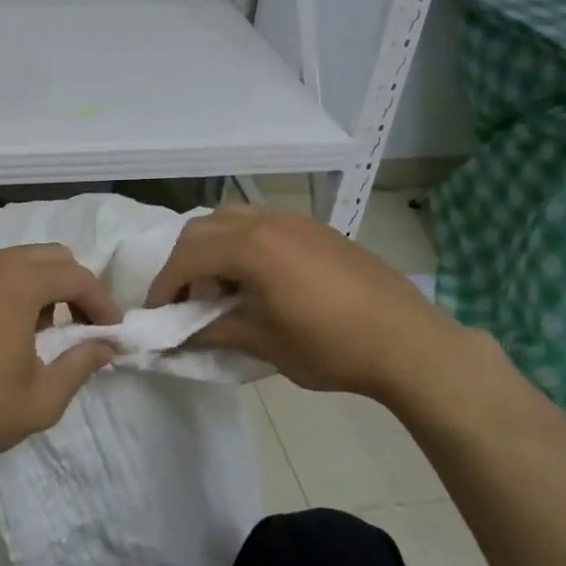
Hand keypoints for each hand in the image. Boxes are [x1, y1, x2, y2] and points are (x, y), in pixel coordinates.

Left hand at [0, 244, 121, 472]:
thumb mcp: (40, 400)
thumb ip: (80, 365)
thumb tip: (104, 345)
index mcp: (17, 281)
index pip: (76, 275)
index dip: (102, 301)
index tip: (112, 329)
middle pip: (44, 256)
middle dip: (70, 285)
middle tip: (77, 325)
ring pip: (6, 263)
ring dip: (31, 287)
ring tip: (31, 332)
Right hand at [146, 207, 483, 408]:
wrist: (408, 341)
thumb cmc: (331, 346)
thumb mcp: (264, 343)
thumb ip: (214, 332)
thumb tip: (177, 338)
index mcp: (250, 247)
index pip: (186, 256)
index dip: (164, 285)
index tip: (157, 315)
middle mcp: (266, 222)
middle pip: (203, 229)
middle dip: (182, 262)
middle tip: (182, 299)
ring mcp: (294, 220)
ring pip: (231, 219)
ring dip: (211, 247)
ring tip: (217, 287)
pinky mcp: (315, 229)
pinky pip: (260, 223)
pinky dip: (240, 243)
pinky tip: (254, 278)